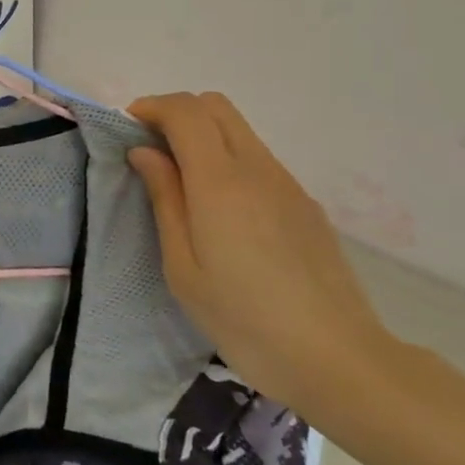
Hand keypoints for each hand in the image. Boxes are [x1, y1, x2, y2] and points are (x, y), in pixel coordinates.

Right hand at [126, 91, 398, 417]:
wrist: (337, 358)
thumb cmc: (242, 319)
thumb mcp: (183, 266)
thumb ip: (165, 198)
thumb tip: (145, 152)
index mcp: (220, 181)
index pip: (185, 111)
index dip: (151, 107)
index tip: (127, 129)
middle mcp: (257, 168)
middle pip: (215, 106)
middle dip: (176, 112)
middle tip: (150, 147)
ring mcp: (287, 184)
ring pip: (240, 130)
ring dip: (203, 135)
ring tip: (180, 179)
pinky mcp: (305, 204)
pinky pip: (258, 159)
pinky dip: (228, 159)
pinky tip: (221, 210)